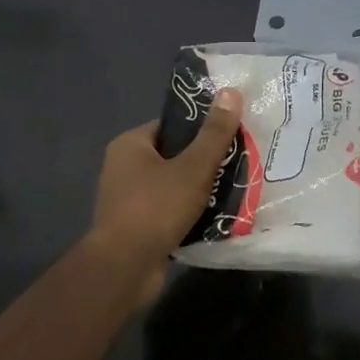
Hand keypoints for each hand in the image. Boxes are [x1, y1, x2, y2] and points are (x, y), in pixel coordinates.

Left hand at [85, 89, 243, 301]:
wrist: (125, 268)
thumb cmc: (156, 208)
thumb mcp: (193, 167)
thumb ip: (214, 133)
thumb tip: (232, 91)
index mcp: (130, 145)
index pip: (171, 126)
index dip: (201, 130)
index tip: (230, 137)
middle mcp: (123, 168)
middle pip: (173, 156)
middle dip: (204, 164)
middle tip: (237, 165)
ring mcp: (126, 200)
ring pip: (173, 186)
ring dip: (198, 191)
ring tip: (232, 191)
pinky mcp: (135, 227)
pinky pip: (168, 212)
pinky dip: (188, 214)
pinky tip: (215, 218)